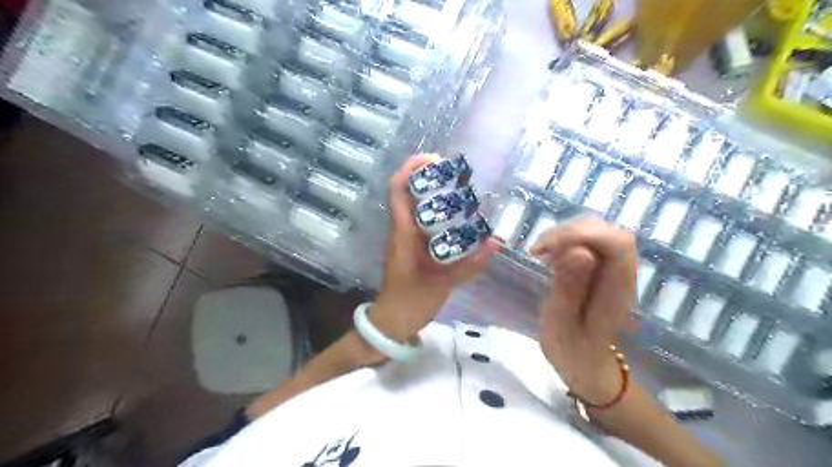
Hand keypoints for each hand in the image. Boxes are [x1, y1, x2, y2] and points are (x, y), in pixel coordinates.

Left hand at [373, 156, 499, 340]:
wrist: (393, 321)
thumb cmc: (410, 300)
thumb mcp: (441, 283)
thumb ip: (469, 265)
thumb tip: (495, 242)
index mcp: (402, 232)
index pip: (397, 189)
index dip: (411, 168)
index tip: (435, 160)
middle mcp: (402, 229)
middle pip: (408, 192)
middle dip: (430, 178)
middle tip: (458, 177)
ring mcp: (407, 238)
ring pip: (417, 207)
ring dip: (435, 195)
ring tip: (463, 192)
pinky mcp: (414, 248)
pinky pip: (425, 223)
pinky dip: (440, 215)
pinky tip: (460, 219)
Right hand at [529, 216, 639, 405]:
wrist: (583, 363)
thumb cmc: (571, 350)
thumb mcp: (562, 325)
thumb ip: (570, 289)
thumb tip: (578, 250)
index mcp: (617, 287)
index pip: (616, 243)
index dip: (581, 234)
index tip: (546, 248)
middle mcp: (619, 271)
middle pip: (604, 230)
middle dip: (567, 232)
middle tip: (538, 251)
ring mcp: (609, 266)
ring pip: (592, 230)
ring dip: (562, 234)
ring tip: (540, 252)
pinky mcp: (596, 265)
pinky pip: (582, 239)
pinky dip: (561, 239)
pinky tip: (546, 255)